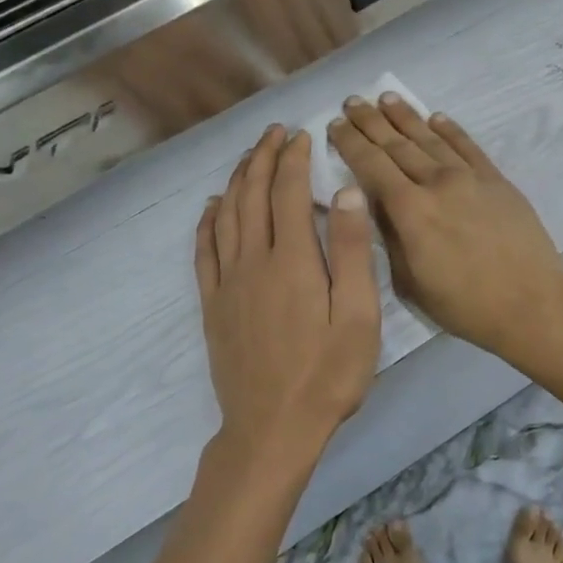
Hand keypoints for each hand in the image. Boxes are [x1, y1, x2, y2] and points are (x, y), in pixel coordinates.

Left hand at [195, 126, 380, 474]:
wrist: (272, 429)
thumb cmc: (327, 375)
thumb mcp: (359, 317)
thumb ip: (352, 252)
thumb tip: (346, 193)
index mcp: (293, 260)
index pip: (289, 192)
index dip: (294, 159)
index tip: (302, 136)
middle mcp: (253, 261)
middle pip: (253, 195)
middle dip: (264, 157)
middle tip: (275, 133)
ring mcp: (228, 283)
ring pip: (226, 215)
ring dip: (237, 179)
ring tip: (249, 156)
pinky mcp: (213, 305)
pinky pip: (204, 250)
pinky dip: (208, 221)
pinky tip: (213, 206)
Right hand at [328, 94, 562, 362]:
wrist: (530, 303)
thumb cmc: (463, 304)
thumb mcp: (410, 281)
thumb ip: (389, 237)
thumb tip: (372, 204)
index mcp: (410, 210)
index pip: (371, 165)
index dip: (350, 142)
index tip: (334, 124)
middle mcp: (437, 183)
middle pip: (397, 144)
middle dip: (371, 122)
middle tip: (352, 102)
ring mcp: (470, 178)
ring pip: (430, 138)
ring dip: (406, 117)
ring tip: (386, 98)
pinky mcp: (496, 180)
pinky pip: (468, 146)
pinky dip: (450, 129)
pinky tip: (436, 117)